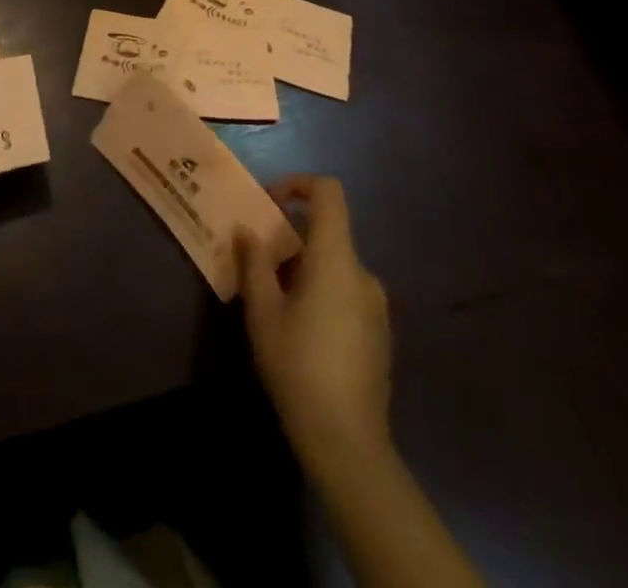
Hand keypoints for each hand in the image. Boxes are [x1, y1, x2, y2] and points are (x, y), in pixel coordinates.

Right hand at [237, 175, 392, 475]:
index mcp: (336, 259)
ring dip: (304, 267)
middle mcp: (363, 273)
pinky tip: (300, 329)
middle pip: (328, 231)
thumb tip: (247, 230)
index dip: (298, 184)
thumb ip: (254, 263)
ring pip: (335, 264)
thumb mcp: (263, 312)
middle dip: (290, 237)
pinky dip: (322, 290)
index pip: (329, 192)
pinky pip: (347, 291)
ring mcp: (376, 305)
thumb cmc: (298, 366)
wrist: (348, 443)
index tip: (269, 204)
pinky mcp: (380, 332)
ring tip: (274, 299)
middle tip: (258, 261)